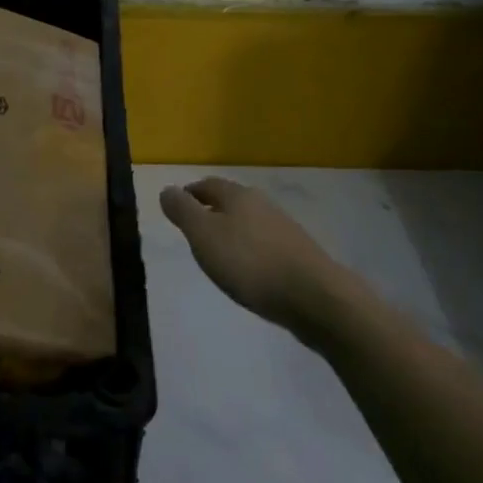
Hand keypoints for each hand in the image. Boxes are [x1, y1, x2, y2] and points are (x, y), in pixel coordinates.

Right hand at [159, 177, 354, 326]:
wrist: (315, 297)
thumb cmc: (250, 263)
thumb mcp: (204, 236)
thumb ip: (183, 211)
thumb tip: (167, 190)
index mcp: (238, 196)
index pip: (208, 185)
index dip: (190, 194)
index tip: (177, 208)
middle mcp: (262, 205)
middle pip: (231, 201)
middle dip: (212, 211)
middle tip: (194, 231)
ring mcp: (284, 229)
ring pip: (250, 223)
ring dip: (233, 232)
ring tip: (219, 254)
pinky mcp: (299, 255)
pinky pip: (265, 245)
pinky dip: (251, 251)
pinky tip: (249, 271)